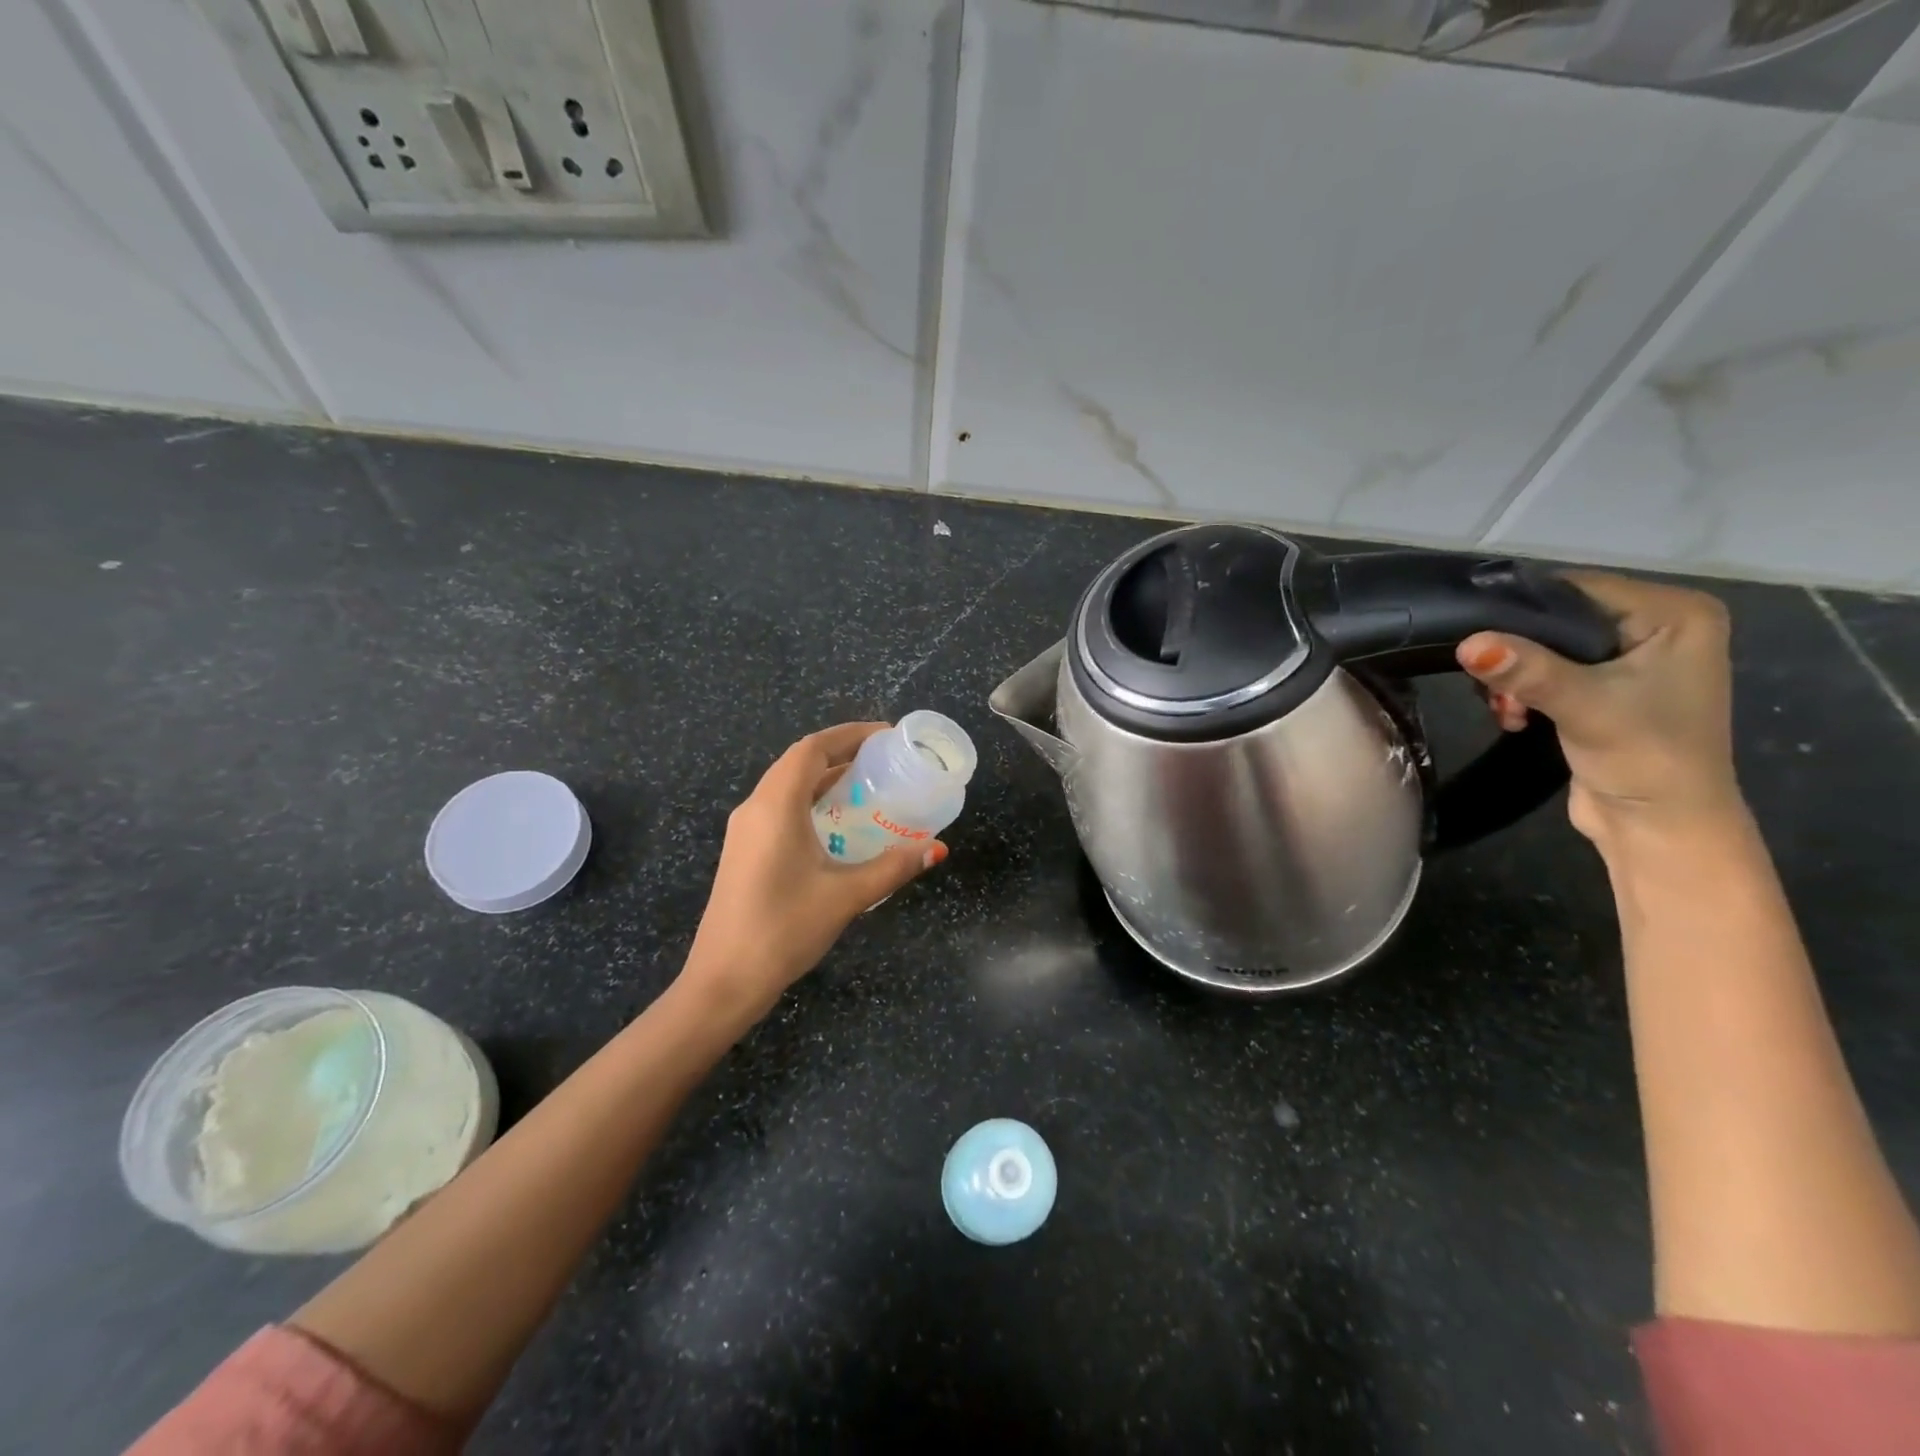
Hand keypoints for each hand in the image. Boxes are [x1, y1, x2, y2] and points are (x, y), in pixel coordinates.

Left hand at [683, 722, 946, 1018]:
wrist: (724, 980)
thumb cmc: (784, 929)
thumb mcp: (846, 896)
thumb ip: (893, 867)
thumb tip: (937, 849)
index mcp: (775, 806)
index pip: (812, 748)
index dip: (849, 734)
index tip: (886, 736)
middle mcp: (755, 808)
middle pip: (798, 762)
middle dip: (841, 752)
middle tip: (884, 760)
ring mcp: (744, 831)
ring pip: (787, 786)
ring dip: (824, 778)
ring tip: (867, 786)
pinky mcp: (744, 851)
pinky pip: (780, 808)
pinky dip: (810, 801)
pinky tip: (837, 824)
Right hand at [1456, 572, 1742, 844]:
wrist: (1660, 828)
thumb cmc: (1645, 759)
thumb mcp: (1584, 707)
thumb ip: (1528, 671)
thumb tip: (1467, 643)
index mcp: (1677, 614)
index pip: (1578, 589)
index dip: (1522, 611)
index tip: (1475, 639)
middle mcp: (1658, 626)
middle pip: (1558, 618)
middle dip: (1515, 652)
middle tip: (1493, 688)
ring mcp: (1632, 658)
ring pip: (1545, 646)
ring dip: (1514, 676)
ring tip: (1505, 709)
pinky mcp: (1605, 688)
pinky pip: (1547, 670)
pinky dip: (1522, 689)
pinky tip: (1513, 714)